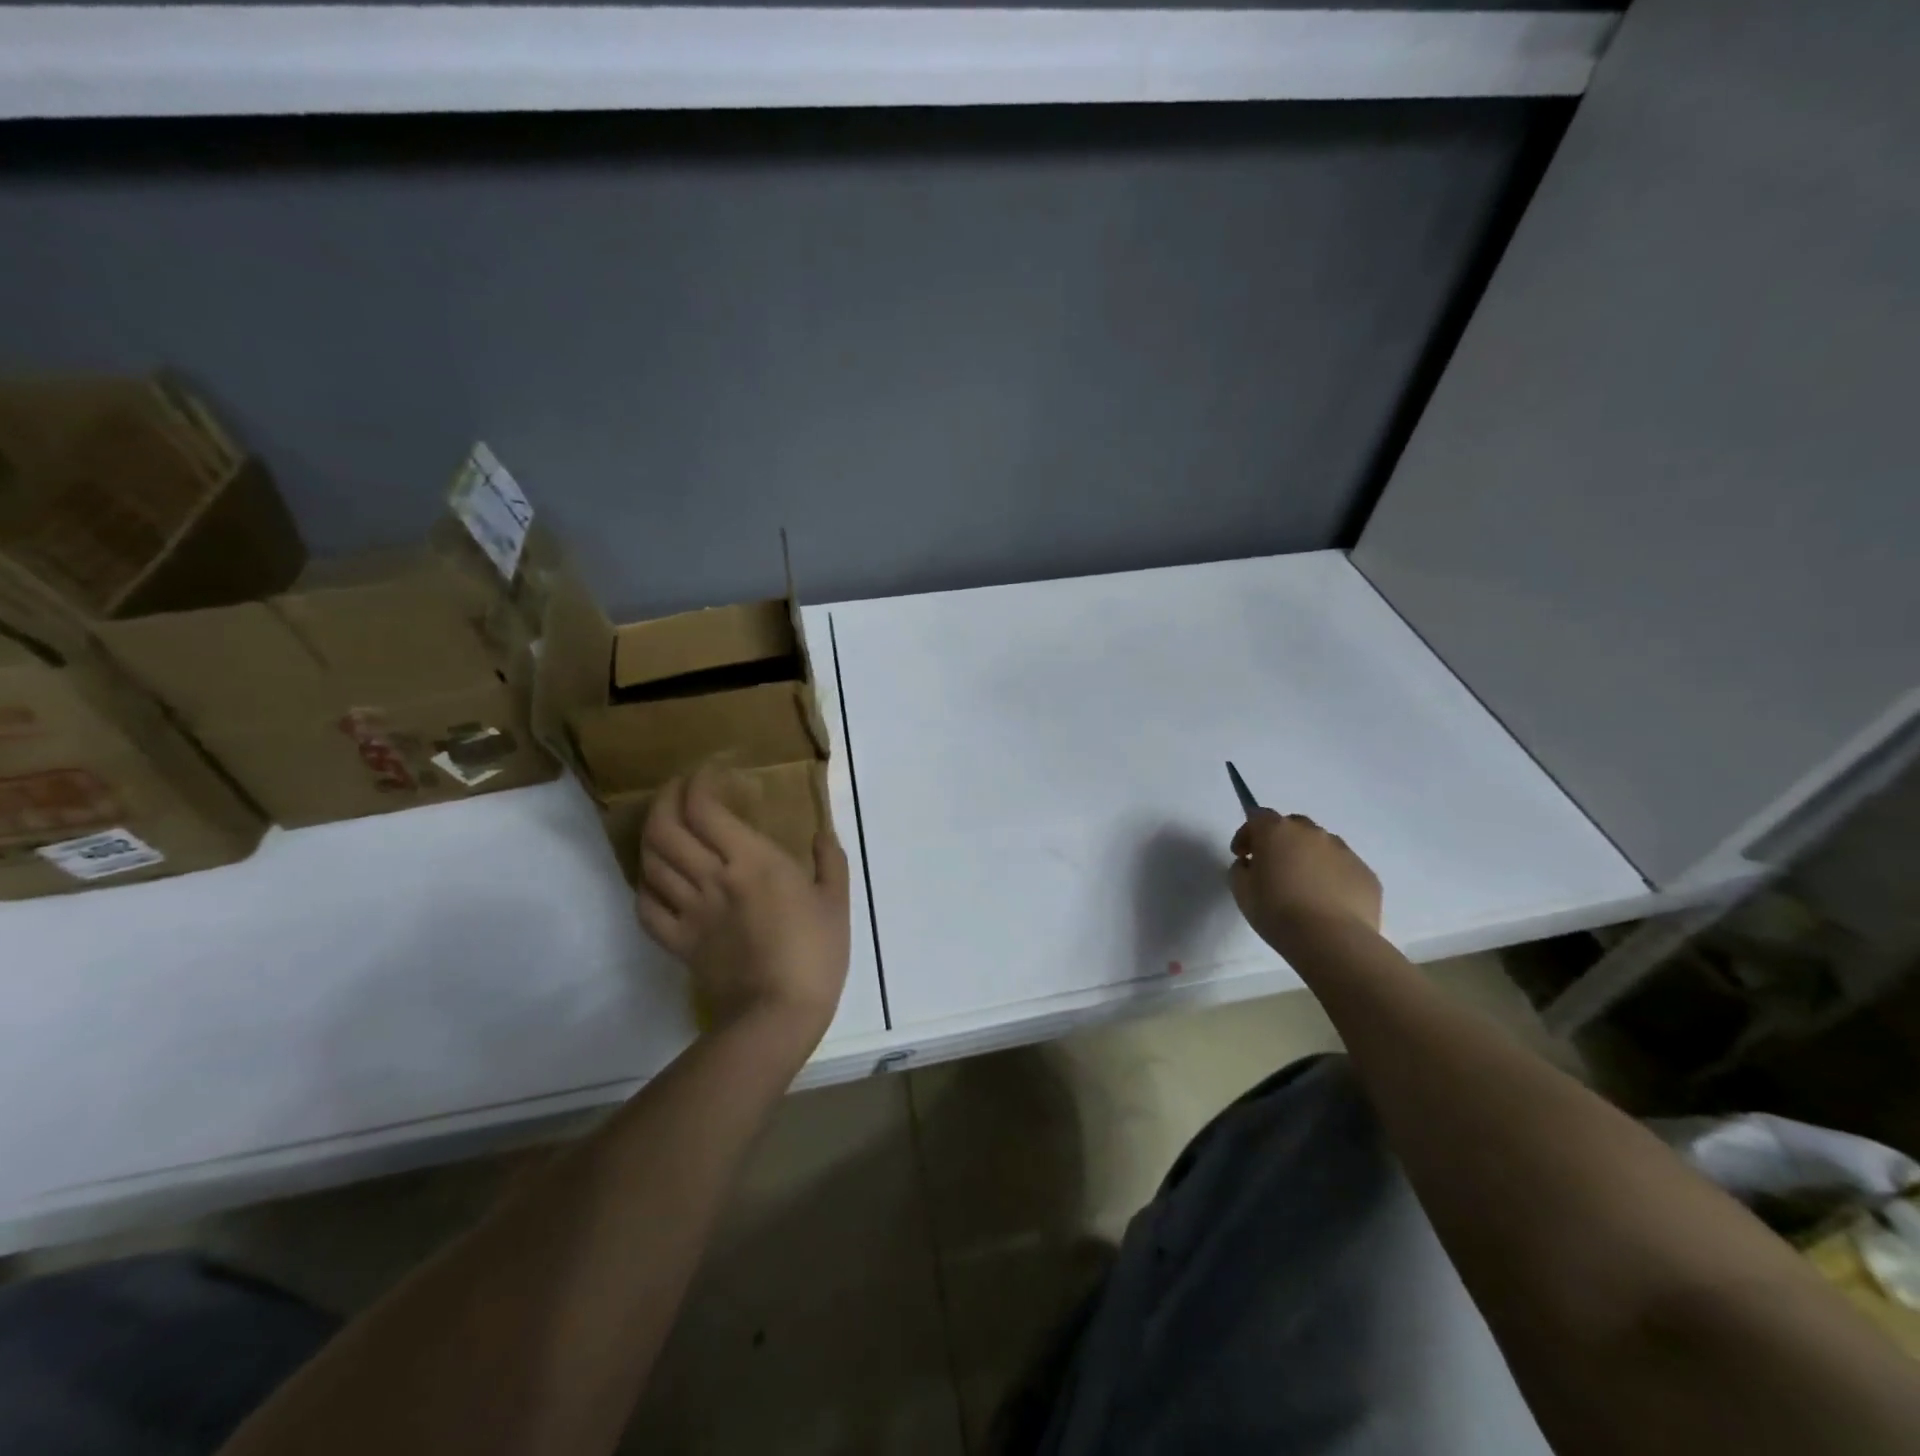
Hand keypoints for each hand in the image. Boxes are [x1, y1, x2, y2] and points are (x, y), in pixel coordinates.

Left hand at [636, 766, 850, 1056]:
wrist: (778, 1014)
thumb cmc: (816, 952)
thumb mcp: (836, 899)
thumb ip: (829, 859)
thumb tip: (821, 832)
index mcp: (751, 861)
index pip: (704, 809)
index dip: (697, 783)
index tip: (708, 773)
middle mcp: (712, 878)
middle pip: (666, 828)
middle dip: (666, 799)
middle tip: (680, 790)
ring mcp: (689, 911)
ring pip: (650, 862)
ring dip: (652, 835)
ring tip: (666, 826)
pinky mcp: (678, 942)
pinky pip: (646, 906)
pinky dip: (645, 885)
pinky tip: (657, 878)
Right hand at [1229, 809, 1382, 952]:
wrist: (1332, 940)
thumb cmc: (1277, 911)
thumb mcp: (1241, 891)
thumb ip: (1240, 869)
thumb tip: (1251, 864)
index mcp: (1277, 831)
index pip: (1258, 817)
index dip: (1247, 834)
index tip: (1242, 854)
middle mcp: (1312, 833)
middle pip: (1293, 826)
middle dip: (1280, 841)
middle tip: (1273, 866)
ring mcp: (1344, 851)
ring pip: (1321, 845)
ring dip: (1308, 857)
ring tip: (1303, 886)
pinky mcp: (1366, 873)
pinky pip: (1343, 868)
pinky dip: (1332, 877)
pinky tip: (1327, 901)